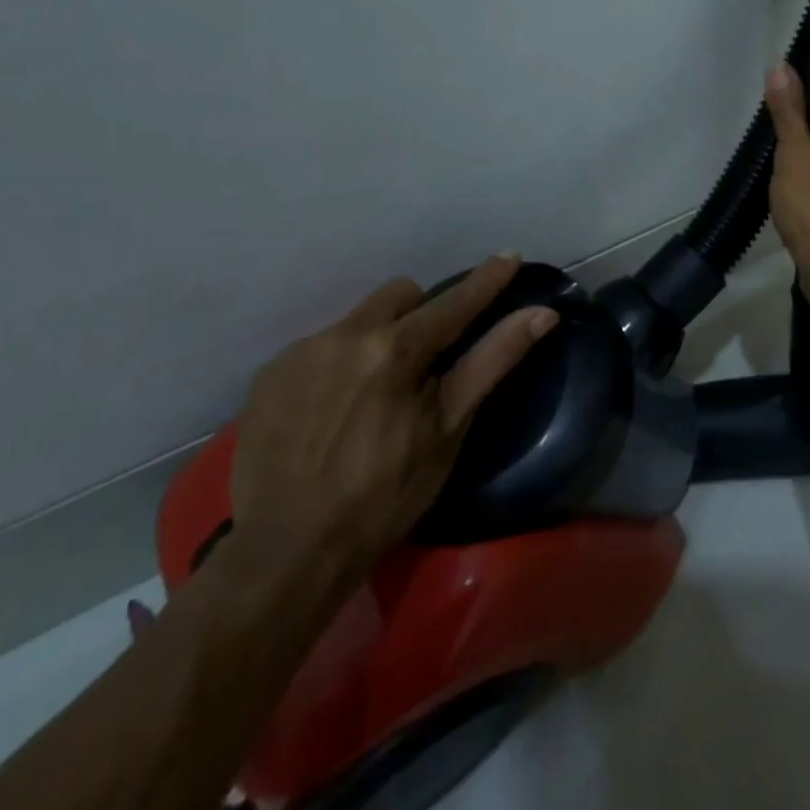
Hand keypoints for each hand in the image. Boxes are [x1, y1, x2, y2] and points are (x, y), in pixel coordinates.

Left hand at [229, 255, 556, 591]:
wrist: (285, 553)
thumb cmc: (383, 495)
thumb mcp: (447, 429)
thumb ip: (492, 360)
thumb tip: (541, 314)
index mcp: (394, 348)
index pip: (453, 302)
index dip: (486, 280)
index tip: (509, 255)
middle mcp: (344, 334)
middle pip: (400, 296)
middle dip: (421, 314)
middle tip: (426, 363)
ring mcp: (300, 352)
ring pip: (358, 321)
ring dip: (378, 340)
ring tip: (374, 395)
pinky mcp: (269, 375)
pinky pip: (320, 347)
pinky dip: (339, 364)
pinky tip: (333, 410)